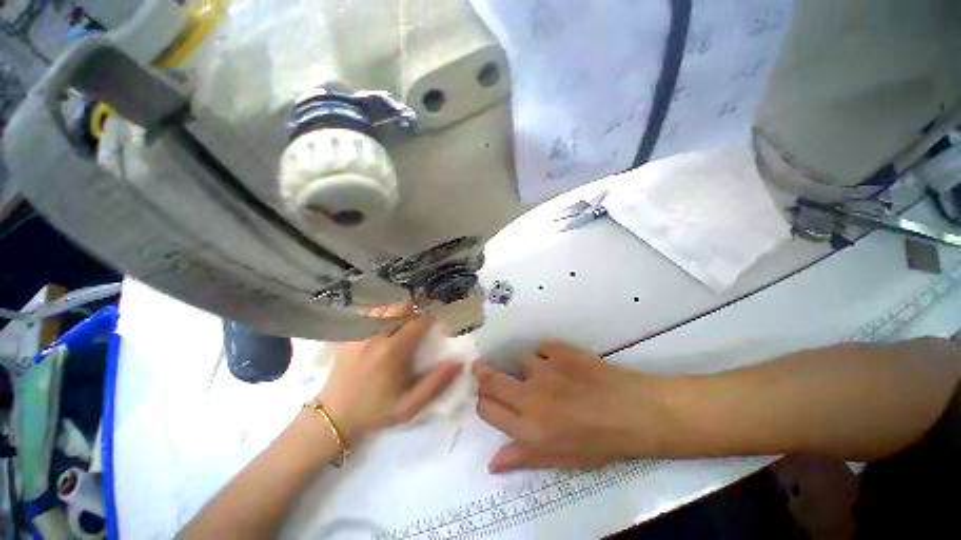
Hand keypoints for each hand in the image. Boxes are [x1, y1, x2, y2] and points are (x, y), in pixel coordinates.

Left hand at [319, 304, 461, 444]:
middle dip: (417, 304)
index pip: (417, 321)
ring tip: (410, 310)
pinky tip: (388, 315)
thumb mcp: (409, 406)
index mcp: (393, 351)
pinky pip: (369, 312)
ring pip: (384, 306)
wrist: (334, 417)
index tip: (441, 311)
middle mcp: (376, 336)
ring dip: (400, 305)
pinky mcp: (349, 334)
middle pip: (400, 307)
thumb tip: (459, 363)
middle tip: (427, 307)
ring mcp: (359, 333)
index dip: (431, 313)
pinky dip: (382, 309)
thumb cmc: (375, 412)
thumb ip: (435, 384)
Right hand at [473, 341, 672, 472]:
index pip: (487, 410)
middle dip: (481, 373)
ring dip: (523, 367)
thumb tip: (492, 464)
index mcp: (529, 429)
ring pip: (517, 360)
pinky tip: (558, 363)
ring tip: (539, 373)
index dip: (483, 402)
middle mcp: (530, 396)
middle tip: (481, 369)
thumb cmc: (599, 442)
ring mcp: (544, 369)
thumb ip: (523, 458)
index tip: (487, 398)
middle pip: (491, 379)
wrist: (633, 411)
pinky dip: (545, 355)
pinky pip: (541, 348)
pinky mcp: (559, 350)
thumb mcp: (560, 459)